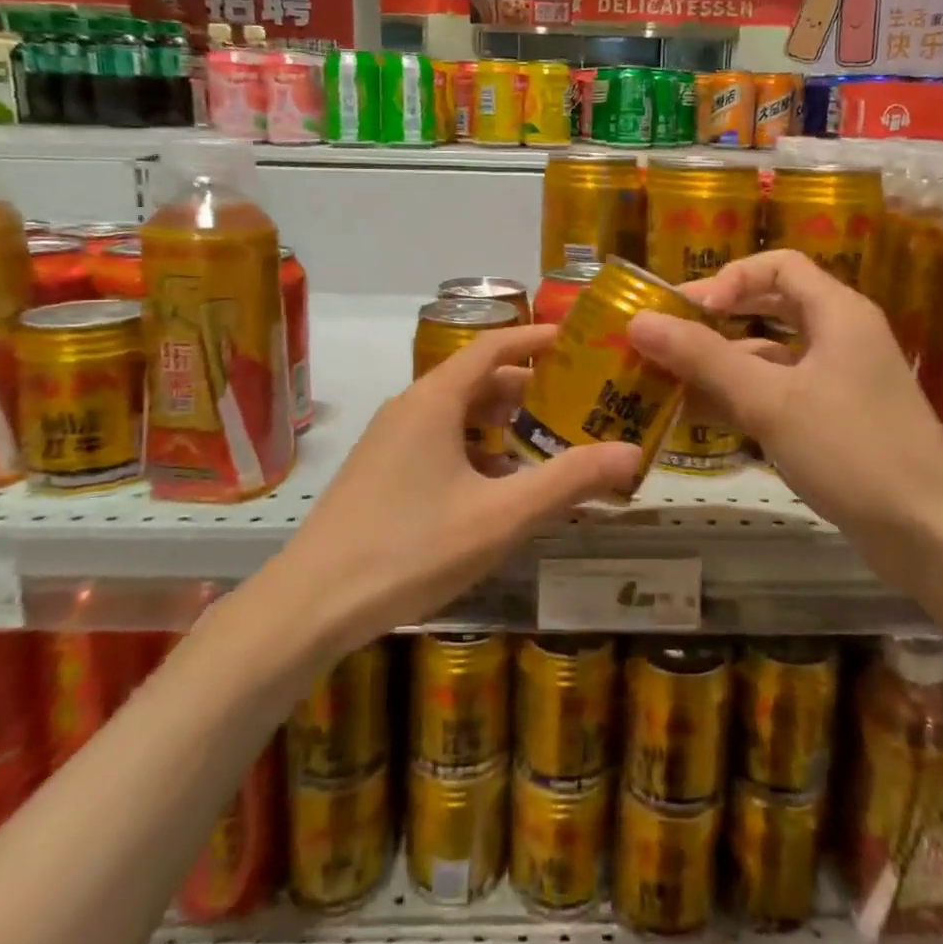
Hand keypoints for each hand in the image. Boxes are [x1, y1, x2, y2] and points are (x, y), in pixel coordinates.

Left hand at [270, 325, 639, 652]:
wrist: (310, 605)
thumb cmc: (410, 548)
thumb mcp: (500, 516)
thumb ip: (568, 482)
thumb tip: (632, 454)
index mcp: (435, 399)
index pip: (494, 346)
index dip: (537, 339)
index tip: (579, 342)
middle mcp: (409, 407)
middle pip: (478, 380)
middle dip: (530, 390)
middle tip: (579, 404)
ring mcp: (389, 441)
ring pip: (457, 416)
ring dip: (503, 424)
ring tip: (548, 445)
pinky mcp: (380, 473)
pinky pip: (438, 443)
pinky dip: (476, 451)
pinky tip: (499, 489)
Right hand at [626, 250, 942, 552]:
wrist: (932, 534)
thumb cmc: (852, 450)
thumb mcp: (769, 400)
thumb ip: (702, 358)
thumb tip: (638, 321)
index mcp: (837, 312)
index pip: (777, 266)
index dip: (728, 278)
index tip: (688, 311)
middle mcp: (840, 337)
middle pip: (770, 308)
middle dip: (715, 321)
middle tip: (664, 338)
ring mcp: (838, 382)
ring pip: (770, 357)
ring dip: (721, 365)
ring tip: (666, 382)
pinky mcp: (834, 422)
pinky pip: (778, 395)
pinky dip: (740, 399)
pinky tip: (699, 417)